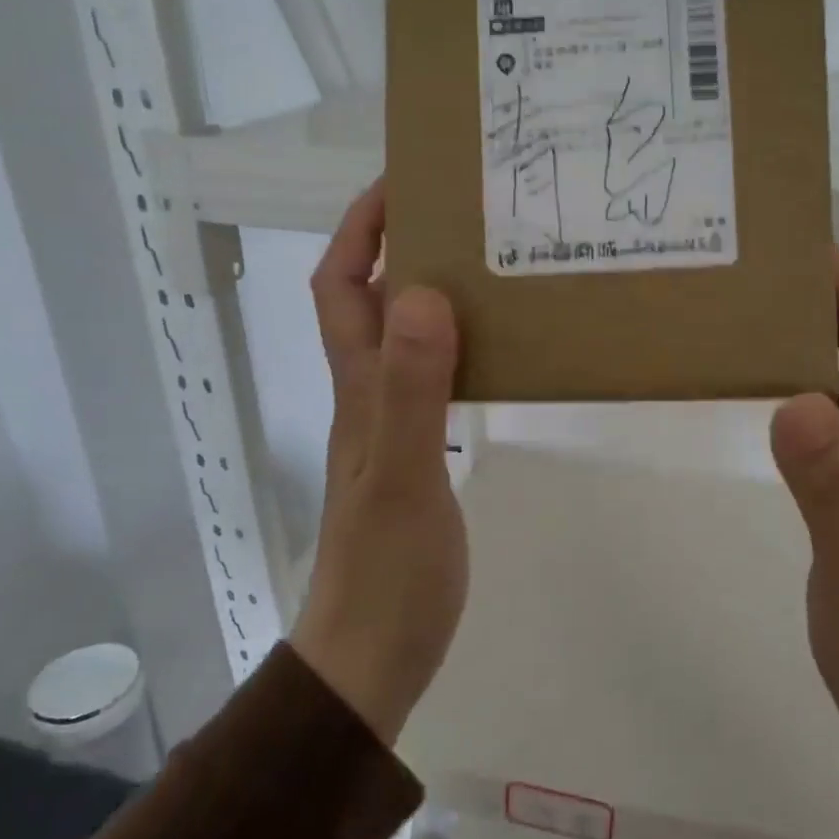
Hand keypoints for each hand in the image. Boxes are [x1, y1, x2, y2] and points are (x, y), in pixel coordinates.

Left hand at [289, 181, 466, 745]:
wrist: (376, 652)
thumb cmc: (387, 568)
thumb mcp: (401, 476)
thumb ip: (411, 390)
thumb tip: (424, 293)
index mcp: (359, 387)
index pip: (341, 286)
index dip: (360, 230)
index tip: (402, 185)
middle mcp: (369, 394)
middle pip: (372, 301)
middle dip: (402, 245)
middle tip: (464, 213)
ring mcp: (393, 425)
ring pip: (407, 336)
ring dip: (434, 292)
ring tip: (491, 264)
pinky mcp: (420, 453)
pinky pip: (435, 377)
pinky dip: (458, 345)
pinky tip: (497, 346)